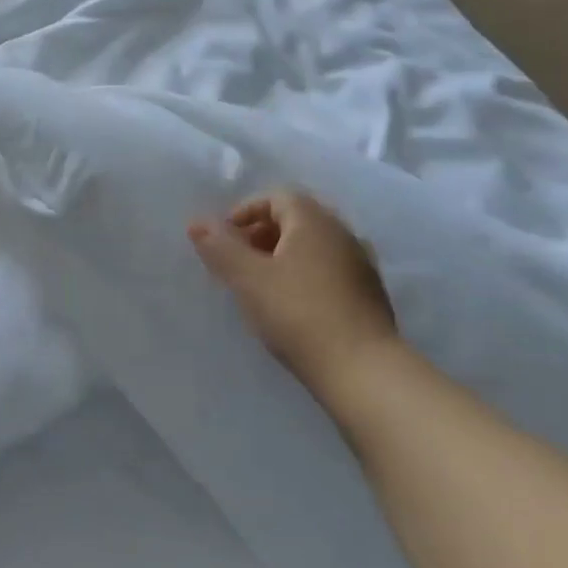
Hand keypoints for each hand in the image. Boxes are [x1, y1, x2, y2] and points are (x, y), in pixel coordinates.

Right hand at [188, 190, 399, 404]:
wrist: (363, 371)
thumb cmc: (298, 313)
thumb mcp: (247, 278)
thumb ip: (220, 247)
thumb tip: (197, 223)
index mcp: (314, 221)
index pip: (277, 196)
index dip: (245, 211)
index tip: (224, 238)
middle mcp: (343, 233)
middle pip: (297, 218)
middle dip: (263, 232)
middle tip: (238, 259)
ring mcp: (361, 265)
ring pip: (314, 246)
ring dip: (284, 255)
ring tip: (260, 284)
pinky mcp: (370, 296)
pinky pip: (329, 269)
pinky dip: (305, 274)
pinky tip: (291, 305)